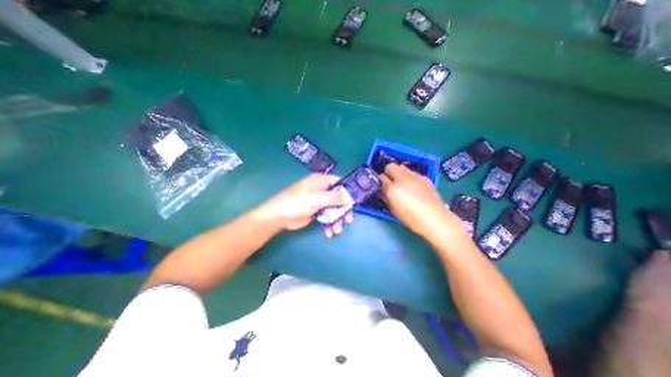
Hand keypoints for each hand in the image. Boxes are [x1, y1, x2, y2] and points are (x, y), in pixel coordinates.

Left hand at [254, 173, 352, 236]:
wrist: (279, 216)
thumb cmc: (297, 202)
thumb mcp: (317, 198)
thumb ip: (334, 198)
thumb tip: (348, 197)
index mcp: (321, 181)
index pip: (339, 182)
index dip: (348, 191)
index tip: (354, 202)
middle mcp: (321, 189)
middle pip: (338, 198)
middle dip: (343, 210)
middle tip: (348, 220)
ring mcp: (318, 201)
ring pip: (333, 209)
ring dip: (336, 220)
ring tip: (336, 230)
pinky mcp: (316, 211)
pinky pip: (327, 216)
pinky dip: (329, 224)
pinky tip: (328, 233)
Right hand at [380, 163, 466, 240]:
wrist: (436, 219)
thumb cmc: (411, 219)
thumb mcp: (393, 210)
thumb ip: (386, 197)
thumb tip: (382, 190)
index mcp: (393, 189)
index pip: (380, 178)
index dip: (379, 182)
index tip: (381, 186)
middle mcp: (402, 179)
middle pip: (390, 166)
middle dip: (388, 172)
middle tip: (390, 182)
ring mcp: (415, 176)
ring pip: (401, 167)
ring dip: (398, 173)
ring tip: (402, 184)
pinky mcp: (424, 177)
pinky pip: (412, 173)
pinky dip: (409, 177)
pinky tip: (414, 187)